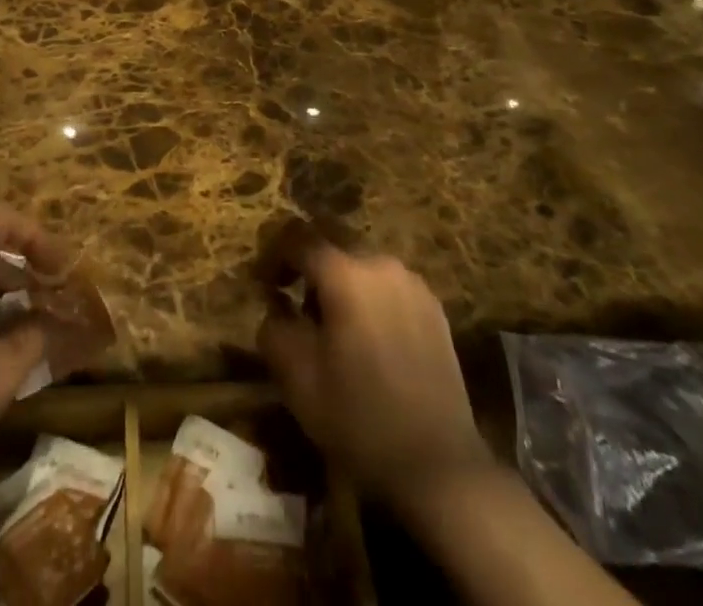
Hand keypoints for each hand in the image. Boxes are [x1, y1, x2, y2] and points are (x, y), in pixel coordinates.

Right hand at [258, 227, 492, 512]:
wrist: (439, 466)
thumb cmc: (359, 418)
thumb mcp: (297, 379)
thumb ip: (275, 328)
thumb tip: (275, 305)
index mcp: (344, 273)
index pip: (298, 237)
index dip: (273, 254)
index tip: (263, 283)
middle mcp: (380, 263)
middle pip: (333, 241)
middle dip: (308, 262)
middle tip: (293, 295)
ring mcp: (412, 283)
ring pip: (362, 262)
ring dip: (340, 279)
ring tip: (331, 320)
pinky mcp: (434, 307)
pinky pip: (388, 284)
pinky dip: (369, 295)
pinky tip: (367, 335)